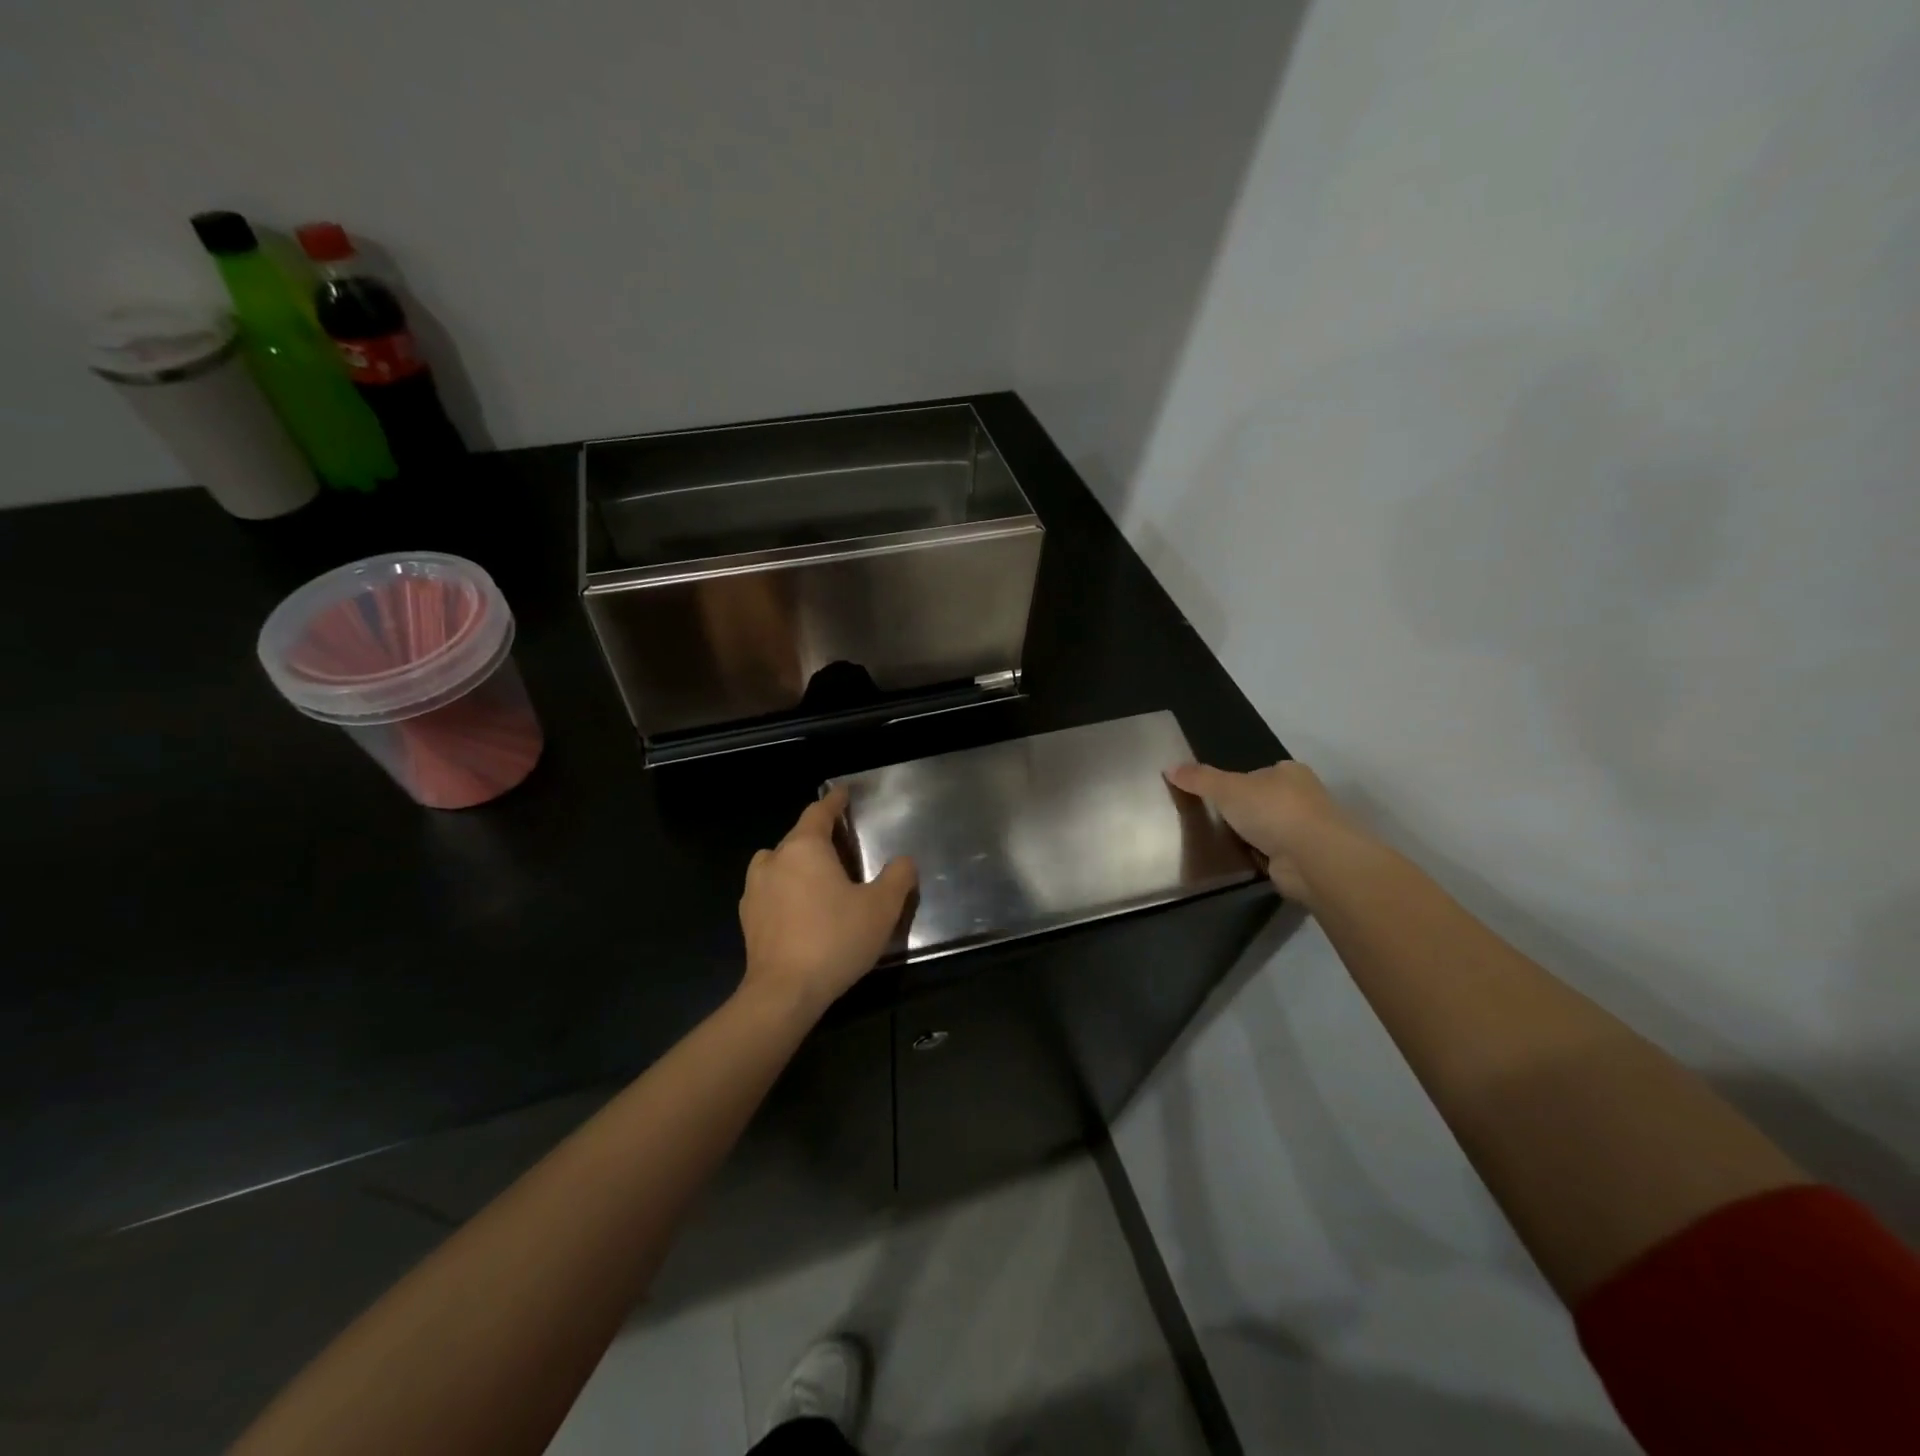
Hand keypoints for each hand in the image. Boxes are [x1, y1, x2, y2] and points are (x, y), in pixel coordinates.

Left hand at [738, 786, 916, 1018]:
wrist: (784, 992)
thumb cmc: (835, 940)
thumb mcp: (881, 908)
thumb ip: (898, 877)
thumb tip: (903, 861)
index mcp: (805, 847)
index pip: (819, 812)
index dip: (834, 802)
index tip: (843, 794)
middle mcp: (774, 859)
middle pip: (798, 836)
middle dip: (820, 836)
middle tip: (844, 846)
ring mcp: (755, 889)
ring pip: (779, 862)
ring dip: (797, 863)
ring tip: (820, 879)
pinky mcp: (747, 917)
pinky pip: (769, 890)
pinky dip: (785, 890)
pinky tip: (801, 910)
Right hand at [1166, 759, 1357, 907]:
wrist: (1313, 858)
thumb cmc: (1272, 810)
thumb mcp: (1226, 788)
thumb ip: (1199, 778)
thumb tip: (1168, 767)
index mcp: (1290, 772)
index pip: (1257, 774)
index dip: (1234, 783)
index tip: (1213, 797)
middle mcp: (1303, 798)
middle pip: (1263, 801)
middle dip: (1242, 812)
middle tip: (1211, 820)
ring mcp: (1306, 830)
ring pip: (1268, 829)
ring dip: (1250, 836)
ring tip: (1218, 843)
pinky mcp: (1304, 859)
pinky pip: (1272, 854)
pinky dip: (1258, 857)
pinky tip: (1239, 861)